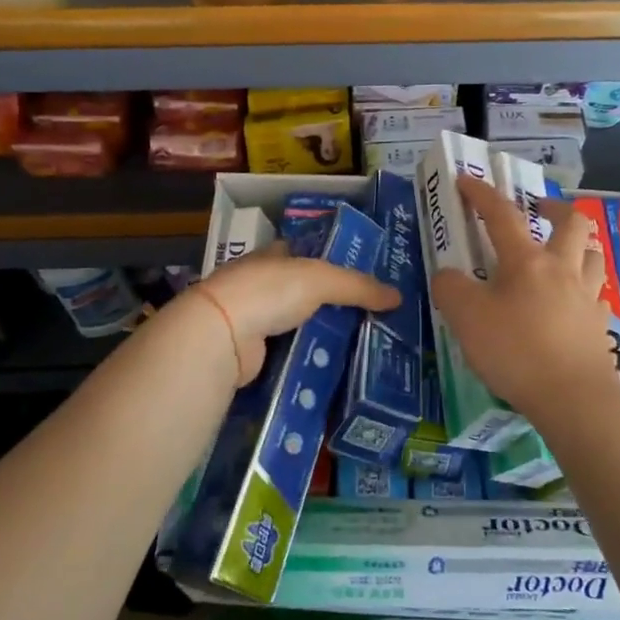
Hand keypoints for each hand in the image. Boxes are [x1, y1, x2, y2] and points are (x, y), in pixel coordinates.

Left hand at [192, 244, 400, 386]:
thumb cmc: (269, 291)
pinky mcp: (252, 352)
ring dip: (321, 334)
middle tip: (371, 318)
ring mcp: (254, 319)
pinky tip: (332, 366)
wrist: (221, 335)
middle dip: (332, 304)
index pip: (307, 254)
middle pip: (305, 293)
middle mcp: (261, 283)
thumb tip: (398, 296)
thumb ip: (359, 286)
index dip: (333, 262)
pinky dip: (306, 358)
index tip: (363, 280)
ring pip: (298, 325)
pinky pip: (288, 353)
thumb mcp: (322, 279)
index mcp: (273, 256)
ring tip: (360, 345)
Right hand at [430, 176, 619, 427]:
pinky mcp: (600, 326)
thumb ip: (450, 288)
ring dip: (578, 246)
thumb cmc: (516, 351)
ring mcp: (587, 297)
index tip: (467, 180)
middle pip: (572, 223)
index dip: (482, 194)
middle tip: (539, 211)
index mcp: (527, 261)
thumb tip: (450, 276)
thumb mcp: (465, 318)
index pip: (502, 215)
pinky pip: (597, 295)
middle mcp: (562, 269)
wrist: (573, 398)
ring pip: (593, 255)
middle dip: (555, 208)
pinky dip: (586, 289)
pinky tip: (573, 303)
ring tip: (561, 255)